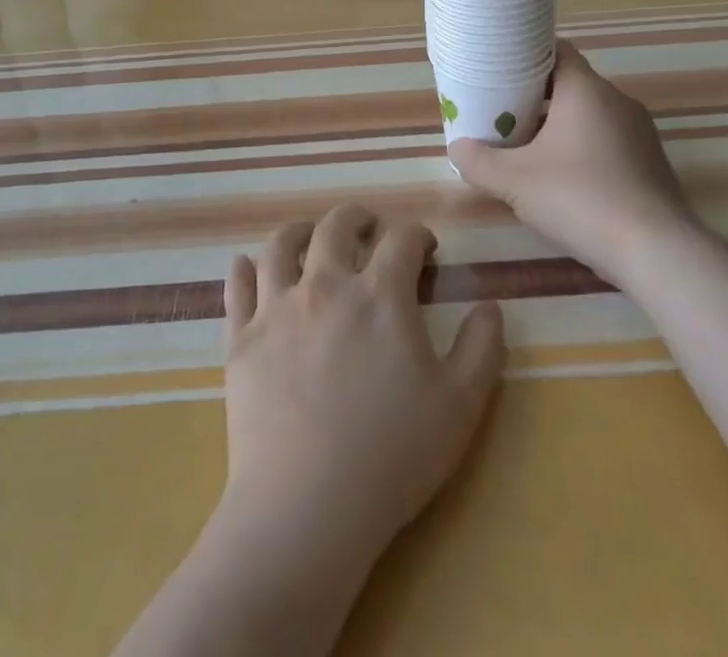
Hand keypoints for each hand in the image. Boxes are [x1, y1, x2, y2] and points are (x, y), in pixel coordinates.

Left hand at [218, 205, 506, 568]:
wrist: (307, 508)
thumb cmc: (392, 456)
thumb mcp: (460, 406)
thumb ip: (482, 348)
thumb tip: (490, 304)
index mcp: (380, 295)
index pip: (401, 239)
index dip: (417, 235)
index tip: (424, 248)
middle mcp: (326, 285)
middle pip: (337, 226)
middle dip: (358, 218)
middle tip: (367, 227)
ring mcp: (277, 308)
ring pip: (281, 245)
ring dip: (300, 232)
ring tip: (310, 237)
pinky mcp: (242, 339)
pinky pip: (237, 288)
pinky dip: (242, 271)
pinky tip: (246, 266)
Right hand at [451, 39, 689, 282]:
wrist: (658, 253)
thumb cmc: (581, 199)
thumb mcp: (515, 182)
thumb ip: (479, 162)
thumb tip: (457, 148)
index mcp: (586, 90)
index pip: (555, 49)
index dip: (525, 54)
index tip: (498, 69)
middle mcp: (617, 101)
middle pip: (569, 83)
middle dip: (535, 96)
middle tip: (501, 112)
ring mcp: (639, 133)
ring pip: (589, 115)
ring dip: (558, 125)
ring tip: (525, 147)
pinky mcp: (650, 163)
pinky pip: (607, 141)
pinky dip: (582, 148)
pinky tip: (563, 179)